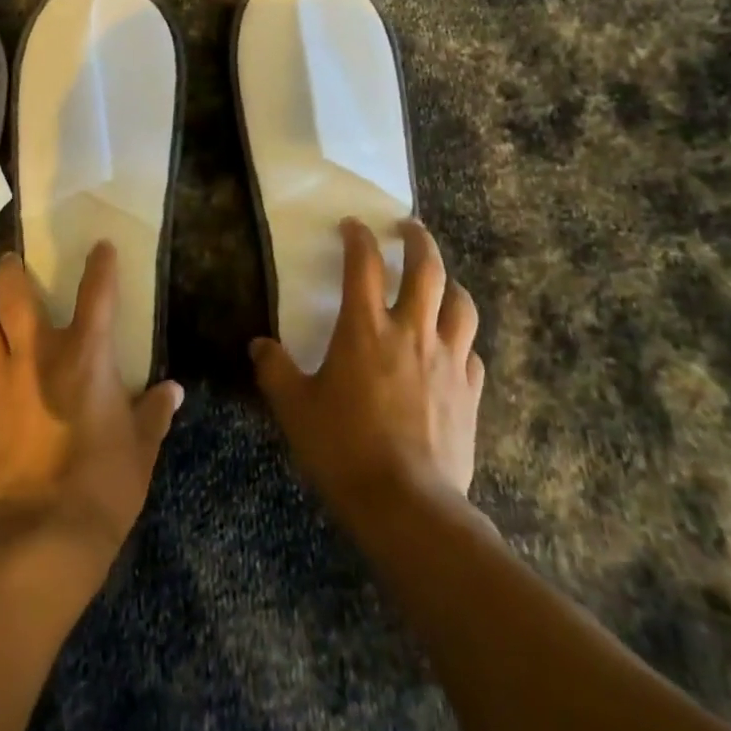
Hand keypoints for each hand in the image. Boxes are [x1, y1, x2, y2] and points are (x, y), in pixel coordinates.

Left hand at [0, 244, 183, 570]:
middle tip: (12, 263)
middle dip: (10, 271)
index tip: (100, 246)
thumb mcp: (141, 449)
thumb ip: (154, 413)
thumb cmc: (102, 484)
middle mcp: (36, 355)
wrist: (40, 539)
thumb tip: (173, 391)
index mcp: (85, 354)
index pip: (96, 291)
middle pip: (12, 294)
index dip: (100, 264)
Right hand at [251, 219, 483, 519]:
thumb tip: (258, 346)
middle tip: (409, 227)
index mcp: (365, 328)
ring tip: (441, 282)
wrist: (408, 506)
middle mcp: (411, 331)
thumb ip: (275, 370)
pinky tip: (454, 349)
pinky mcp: (470, 393)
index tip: (352, 225)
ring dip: (450, 285)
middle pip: (427, 268)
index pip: (363, 263)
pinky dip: (462, 340)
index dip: (357, 236)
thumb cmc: (344, 448)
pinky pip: (472, 352)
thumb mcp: (295, 409)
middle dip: (418, 240)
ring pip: (461, 305)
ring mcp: (448, 360)